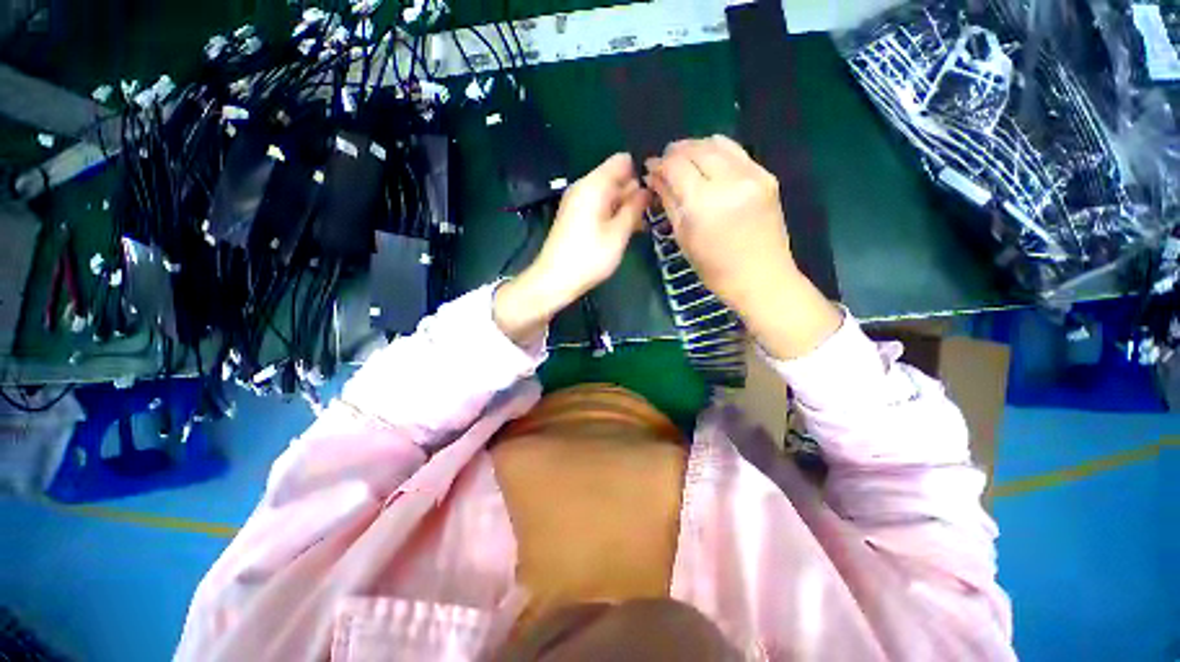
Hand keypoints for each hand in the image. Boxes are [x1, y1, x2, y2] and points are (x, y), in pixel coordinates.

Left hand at [495, 153, 650, 346]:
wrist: (555, 279)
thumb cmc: (589, 257)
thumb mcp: (618, 233)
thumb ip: (634, 208)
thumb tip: (646, 189)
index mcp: (594, 185)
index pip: (622, 161)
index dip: (641, 172)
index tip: (656, 191)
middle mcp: (584, 188)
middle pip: (615, 178)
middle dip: (635, 192)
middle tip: (652, 213)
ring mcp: (578, 203)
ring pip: (609, 195)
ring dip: (625, 206)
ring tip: (641, 226)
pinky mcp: (575, 217)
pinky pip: (599, 207)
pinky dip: (613, 215)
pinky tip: (625, 231)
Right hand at [645, 136, 840, 358]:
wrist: (762, 278)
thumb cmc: (715, 269)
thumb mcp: (684, 239)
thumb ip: (669, 202)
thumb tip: (654, 177)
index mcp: (703, 203)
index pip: (676, 166)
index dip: (659, 164)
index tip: (650, 168)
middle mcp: (729, 181)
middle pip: (695, 149)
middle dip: (675, 152)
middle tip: (664, 163)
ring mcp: (752, 175)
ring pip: (717, 143)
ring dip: (696, 147)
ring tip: (685, 160)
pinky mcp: (767, 176)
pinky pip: (737, 151)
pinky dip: (718, 151)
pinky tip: (709, 163)